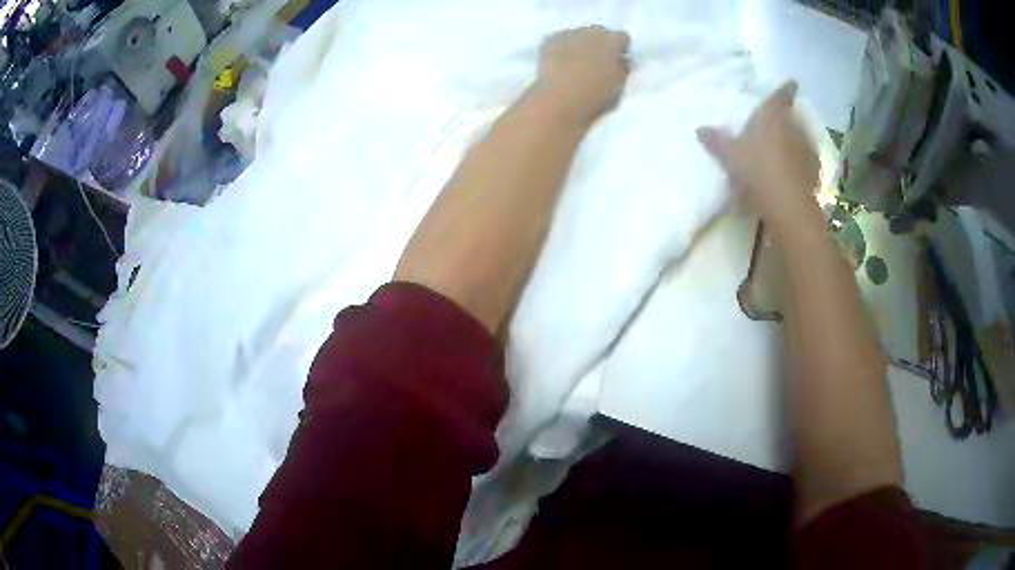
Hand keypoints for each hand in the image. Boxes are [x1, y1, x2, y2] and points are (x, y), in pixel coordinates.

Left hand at [537, 26, 630, 125]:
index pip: (622, 37)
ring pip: (578, 33)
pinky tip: (559, 60)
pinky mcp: (550, 40)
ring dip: (580, 42)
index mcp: (612, 43)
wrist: (559, 98)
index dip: (621, 47)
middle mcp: (591, 32)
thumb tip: (621, 60)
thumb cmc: (594, 95)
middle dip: (600, 42)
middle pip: (599, 31)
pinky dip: (561, 46)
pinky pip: (559, 38)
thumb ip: (622, 67)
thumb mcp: (618, 84)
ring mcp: (569, 34)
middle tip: (597, 59)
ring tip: (575, 60)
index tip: (619, 57)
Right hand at [696, 81, 819, 226]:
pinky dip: (800, 165)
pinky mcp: (814, 173)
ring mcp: (807, 151)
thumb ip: (716, 141)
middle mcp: (793, 129)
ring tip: (784, 153)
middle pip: (792, 118)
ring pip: (800, 140)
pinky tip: (792, 175)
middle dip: (786, 120)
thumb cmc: (757, 170)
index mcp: (773, 117)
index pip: (781, 96)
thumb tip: (699, 129)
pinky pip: (806, 163)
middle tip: (778, 125)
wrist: (787, 205)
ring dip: (794, 144)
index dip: (786, 88)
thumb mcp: (730, 155)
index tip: (793, 82)